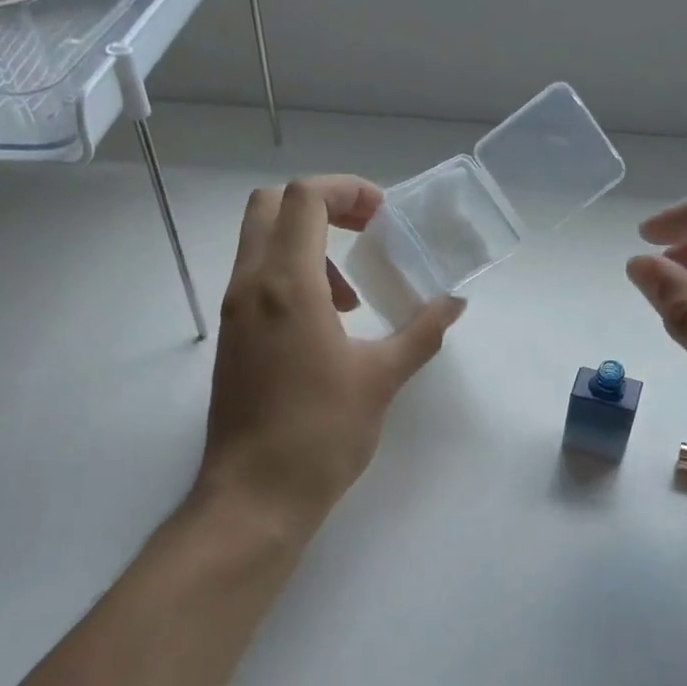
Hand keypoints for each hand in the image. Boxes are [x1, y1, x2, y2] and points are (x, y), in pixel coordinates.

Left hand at [195, 176, 465, 531]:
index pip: (305, 198)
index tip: (383, 216)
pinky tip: (327, 327)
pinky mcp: (232, 338)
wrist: (256, 495)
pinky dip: (291, 276)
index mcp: (286, 284)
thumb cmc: (321, 434)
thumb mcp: (382, 378)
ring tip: (351, 296)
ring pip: (260, 242)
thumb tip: (455, 302)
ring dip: (307, 244)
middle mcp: (250, 285)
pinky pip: (256, 279)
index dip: (347, 190)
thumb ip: (422, 332)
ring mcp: (233, 312)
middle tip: (364, 232)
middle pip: (271, 205)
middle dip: (322, 205)